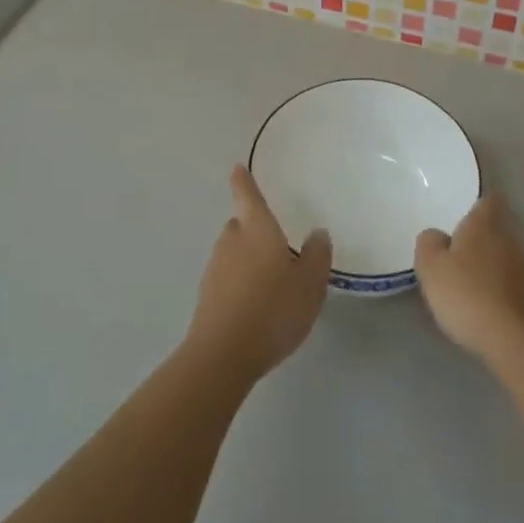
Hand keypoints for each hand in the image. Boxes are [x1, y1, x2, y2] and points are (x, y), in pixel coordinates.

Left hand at [185, 165, 331, 383]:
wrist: (224, 354)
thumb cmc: (273, 309)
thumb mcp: (310, 283)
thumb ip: (316, 255)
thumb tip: (317, 233)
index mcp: (257, 230)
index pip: (248, 196)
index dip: (243, 181)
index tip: (237, 168)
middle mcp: (231, 241)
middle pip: (239, 225)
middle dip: (252, 228)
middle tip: (273, 241)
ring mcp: (215, 269)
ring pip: (232, 252)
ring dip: (246, 258)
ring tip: (269, 278)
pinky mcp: (206, 297)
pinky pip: (226, 278)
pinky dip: (238, 282)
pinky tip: (254, 304)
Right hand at [415, 194, 523, 363]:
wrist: (513, 340)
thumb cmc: (466, 294)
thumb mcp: (431, 267)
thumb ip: (429, 243)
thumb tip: (437, 235)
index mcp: (483, 225)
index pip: (486, 201)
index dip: (476, 205)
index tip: (463, 213)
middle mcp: (509, 239)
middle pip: (495, 230)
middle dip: (479, 239)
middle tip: (456, 253)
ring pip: (504, 257)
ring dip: (489, 265)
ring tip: (468, 282)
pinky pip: (511, 283)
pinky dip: (499, 289)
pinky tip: (485, 305)